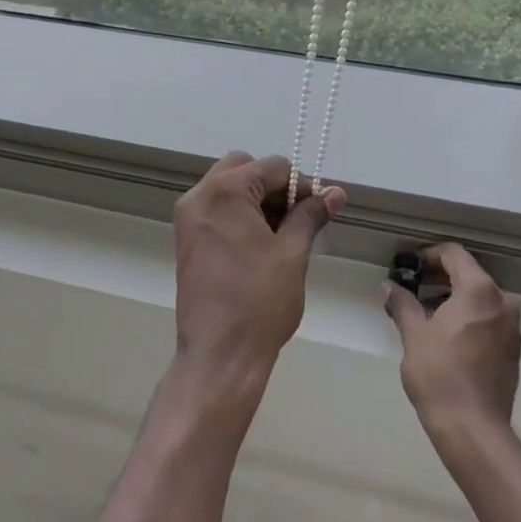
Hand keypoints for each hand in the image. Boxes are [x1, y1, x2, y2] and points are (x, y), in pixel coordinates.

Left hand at [172, 153, 343, 381]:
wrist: (219, 354)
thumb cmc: (260, 301)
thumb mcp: (292, 253)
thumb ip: (311, 215)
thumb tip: (335, 192)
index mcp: (225, 191)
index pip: (272, 167)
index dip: (301, 185)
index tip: (319, 209)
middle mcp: (199, 196)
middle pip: (244, 168)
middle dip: (274, 187)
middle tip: (297, 218)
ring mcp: (188, 218)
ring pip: (228, 188)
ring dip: (257, 200)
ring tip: (283, 235)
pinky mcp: (186, 239)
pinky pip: (216, 209)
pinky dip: (239, 215)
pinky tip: (260, 244)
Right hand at [385, 243, 520, 445]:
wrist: (473, 428)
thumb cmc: (439, 374)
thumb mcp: (414, 334)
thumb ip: (402, 303)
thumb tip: (389, 286)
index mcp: (479, 291)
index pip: (455, 254)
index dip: (429, 255)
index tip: (409, 266)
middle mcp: (502, 302)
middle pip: (469, 274)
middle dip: (440, 277)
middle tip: (412, 287)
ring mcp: (511, 328)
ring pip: (480, 298)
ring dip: (453, 298)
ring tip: (424, 313)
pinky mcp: (512, 350)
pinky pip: (488, 319)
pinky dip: (468, 317)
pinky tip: (445, 335)